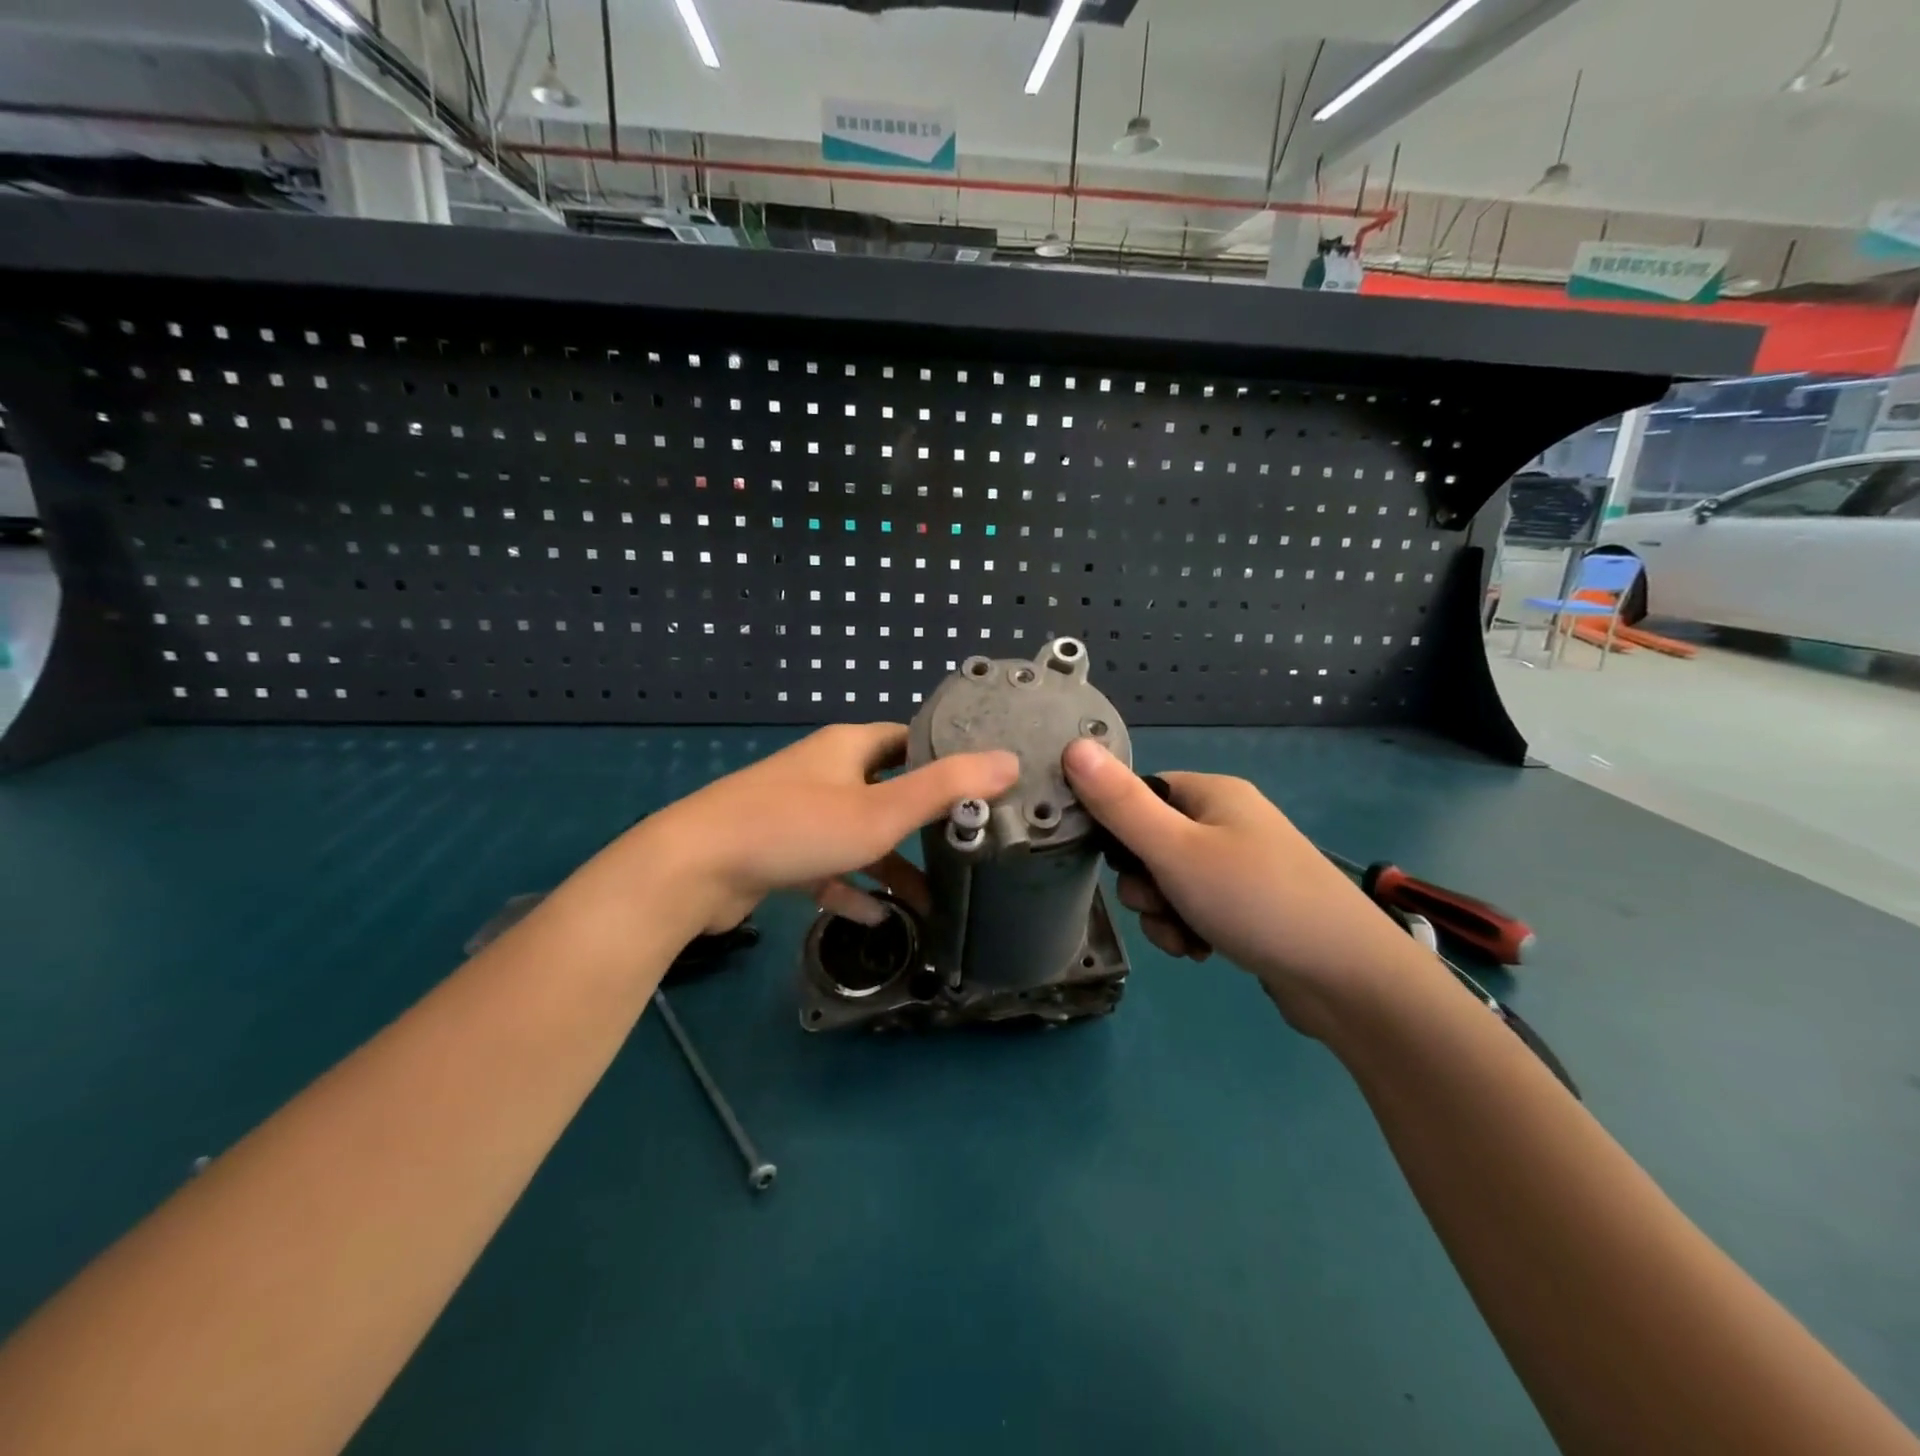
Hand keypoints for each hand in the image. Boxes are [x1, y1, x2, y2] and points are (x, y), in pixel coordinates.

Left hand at [625, 724, 1018, 934]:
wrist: (695, 868)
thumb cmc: (797, 827)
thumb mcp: (882, 810)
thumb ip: (947, 788)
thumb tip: (1010, 761)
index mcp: (847, 748)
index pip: (907, 740)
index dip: (943, 757)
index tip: (979, 786)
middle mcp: (822, 772)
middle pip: (885, 788)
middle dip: (921, 819)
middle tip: (962, 844)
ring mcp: (796, 812)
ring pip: (857, 834)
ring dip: (890, 864)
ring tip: (929, 900)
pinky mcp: (776, 852)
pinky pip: (827, 867)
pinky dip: (852, 888)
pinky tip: (875, 918)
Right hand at [1062, 738, 1422, 1036]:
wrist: (1348, 979)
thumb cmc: (1255, 900)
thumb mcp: (1174, 850)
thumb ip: (1119, 804)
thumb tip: (1073, 745)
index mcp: (1213, 793)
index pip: (1141, 794)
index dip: (1120, 829)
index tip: (1122, 864)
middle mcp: (1229, 822)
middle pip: (1152, 844)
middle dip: (1145, 885)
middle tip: (1163, 905)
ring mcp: (1243, 866)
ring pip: (1171, 883)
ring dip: (1164, 914)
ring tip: (1187, 939)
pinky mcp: (1252, 906)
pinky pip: (1197, 908)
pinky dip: (1189, 929)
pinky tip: (1203, 952)